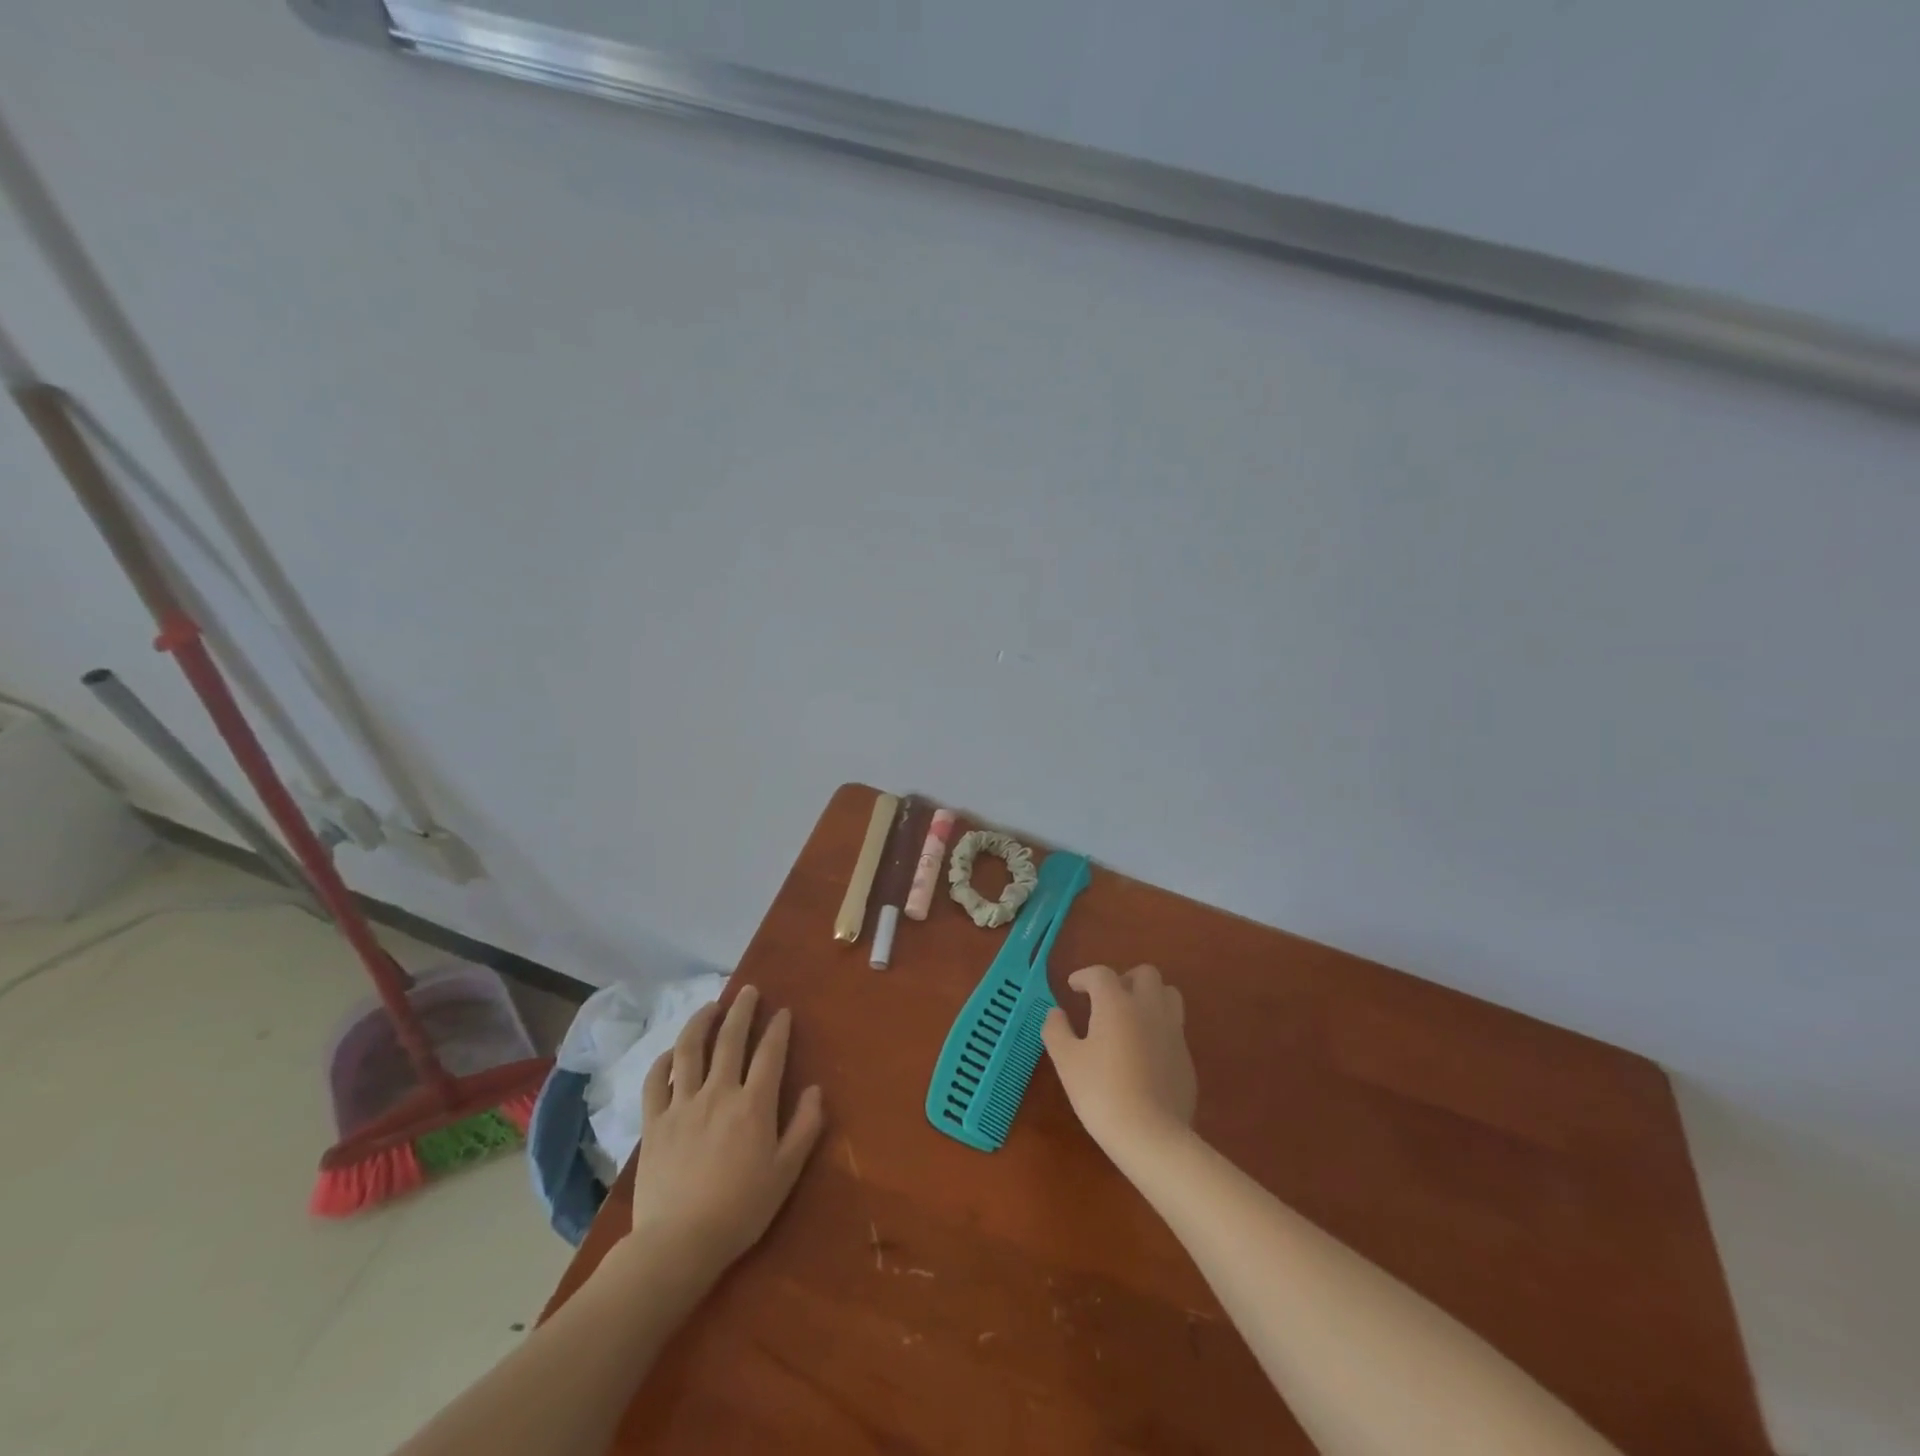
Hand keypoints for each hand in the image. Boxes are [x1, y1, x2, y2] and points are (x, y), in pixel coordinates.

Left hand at [624, 985, 825, 1281]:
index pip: (769, 1053)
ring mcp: (682, 1105)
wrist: (678, 1244)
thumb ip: (804, 1128)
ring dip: (701, 1022)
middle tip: (748, 991)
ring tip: (710, 1005)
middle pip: (730, 1039)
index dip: (777, 1029)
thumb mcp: (785, 1173)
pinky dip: (662, 1062)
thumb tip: (816, 1090)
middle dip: (741, 1010)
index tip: (782, 1012)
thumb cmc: (740, 1210)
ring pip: (689, 1050)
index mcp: (753, 1105)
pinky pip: (655, 1082)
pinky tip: (670, 1053)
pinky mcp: (654, 1123)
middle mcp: (718, 1093)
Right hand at [1043, 964, 1196, 1158]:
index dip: (1084, 976)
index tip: (1073, 986)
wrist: (1151, 1135)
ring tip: (1131, 1016)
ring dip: (1149, 997)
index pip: (1101, 974)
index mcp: (1117, 1003)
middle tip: (1107, 998)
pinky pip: (1174, 1027)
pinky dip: (1158, 1027)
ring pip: (1168, 995)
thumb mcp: (1067, 1061)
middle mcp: (1149, 1008)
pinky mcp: (1186, 1057)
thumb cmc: (1101, 1092)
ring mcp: (1173, 1032)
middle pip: (1145, 974)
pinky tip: (1144, 1051)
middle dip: (1124, 979)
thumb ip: (1057, 1030)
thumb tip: (1056, 1013)